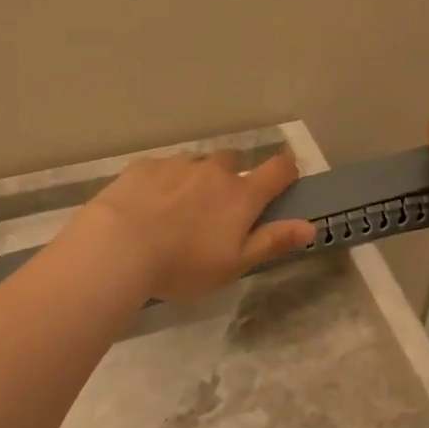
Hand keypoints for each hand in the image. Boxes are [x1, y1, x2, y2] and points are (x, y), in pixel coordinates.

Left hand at [75, 150, 316, 302]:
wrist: (119, 246)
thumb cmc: (183, 264)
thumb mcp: (234, 264)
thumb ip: (272, 241)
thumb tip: (309, 227)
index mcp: (241, 195)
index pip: (278, 170)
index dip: (287, 171)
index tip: (284, 181)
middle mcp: (213, 171)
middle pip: (233, 163)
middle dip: (232, 179)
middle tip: (219, 209)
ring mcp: (177, 164)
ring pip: (196, 165)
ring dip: (196, 181)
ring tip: (177, 211)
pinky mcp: (145, 166)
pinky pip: (163, 169)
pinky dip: (164, 183)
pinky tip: (148, 207)